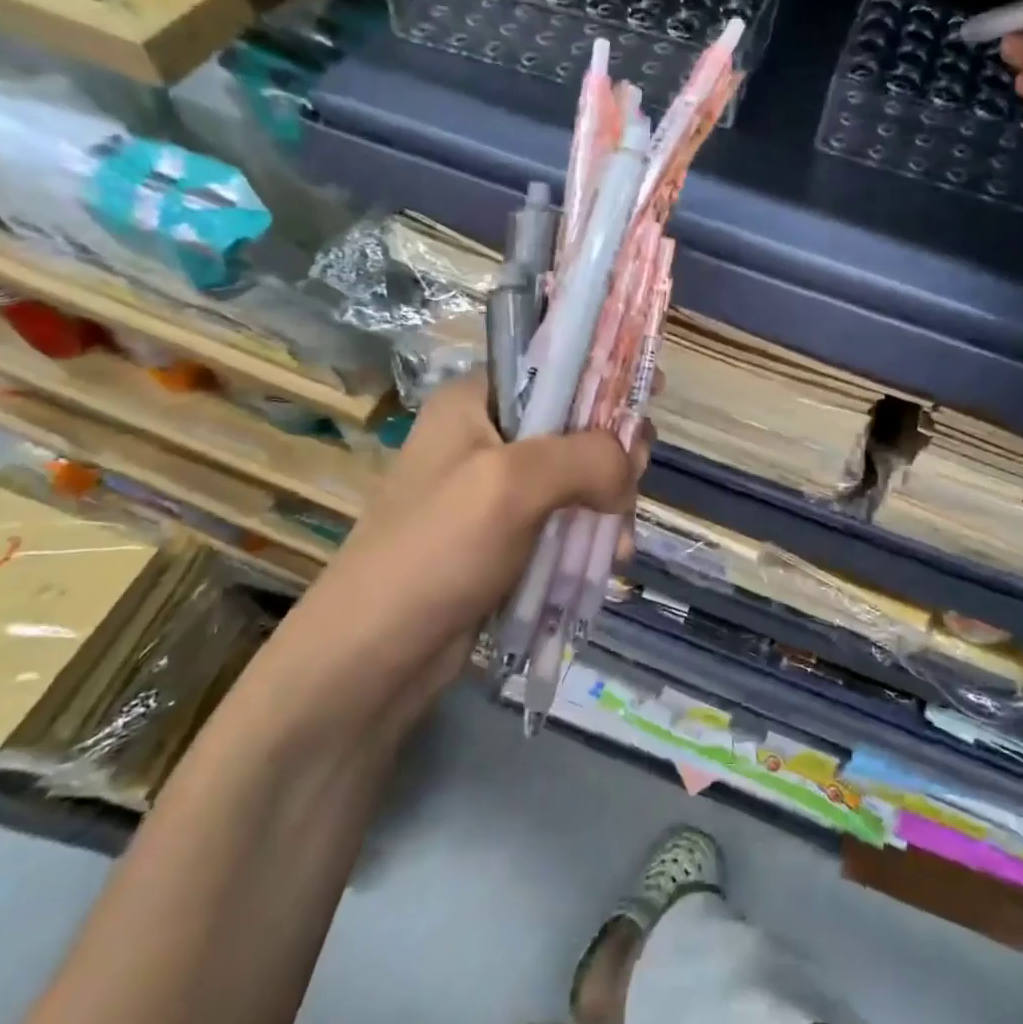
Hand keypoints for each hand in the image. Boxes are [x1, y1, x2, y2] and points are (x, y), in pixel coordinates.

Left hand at [248, 374, 650, 738]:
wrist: (372, 659)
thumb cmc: (436, 552)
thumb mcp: (513, 484)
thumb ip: (586, 457)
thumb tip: (629, 469)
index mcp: (476, 401)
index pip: (553, 363)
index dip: (604, 373)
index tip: (650, 395)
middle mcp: (486, 436)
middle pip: (575, 423)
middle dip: (612, 455)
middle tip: (629, 488)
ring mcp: (495, 490)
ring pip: (577, 477)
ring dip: (607, 505)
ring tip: (618, 544)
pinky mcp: (505, 536)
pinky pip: (564, 520)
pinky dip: (590, 536)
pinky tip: (606, 561)